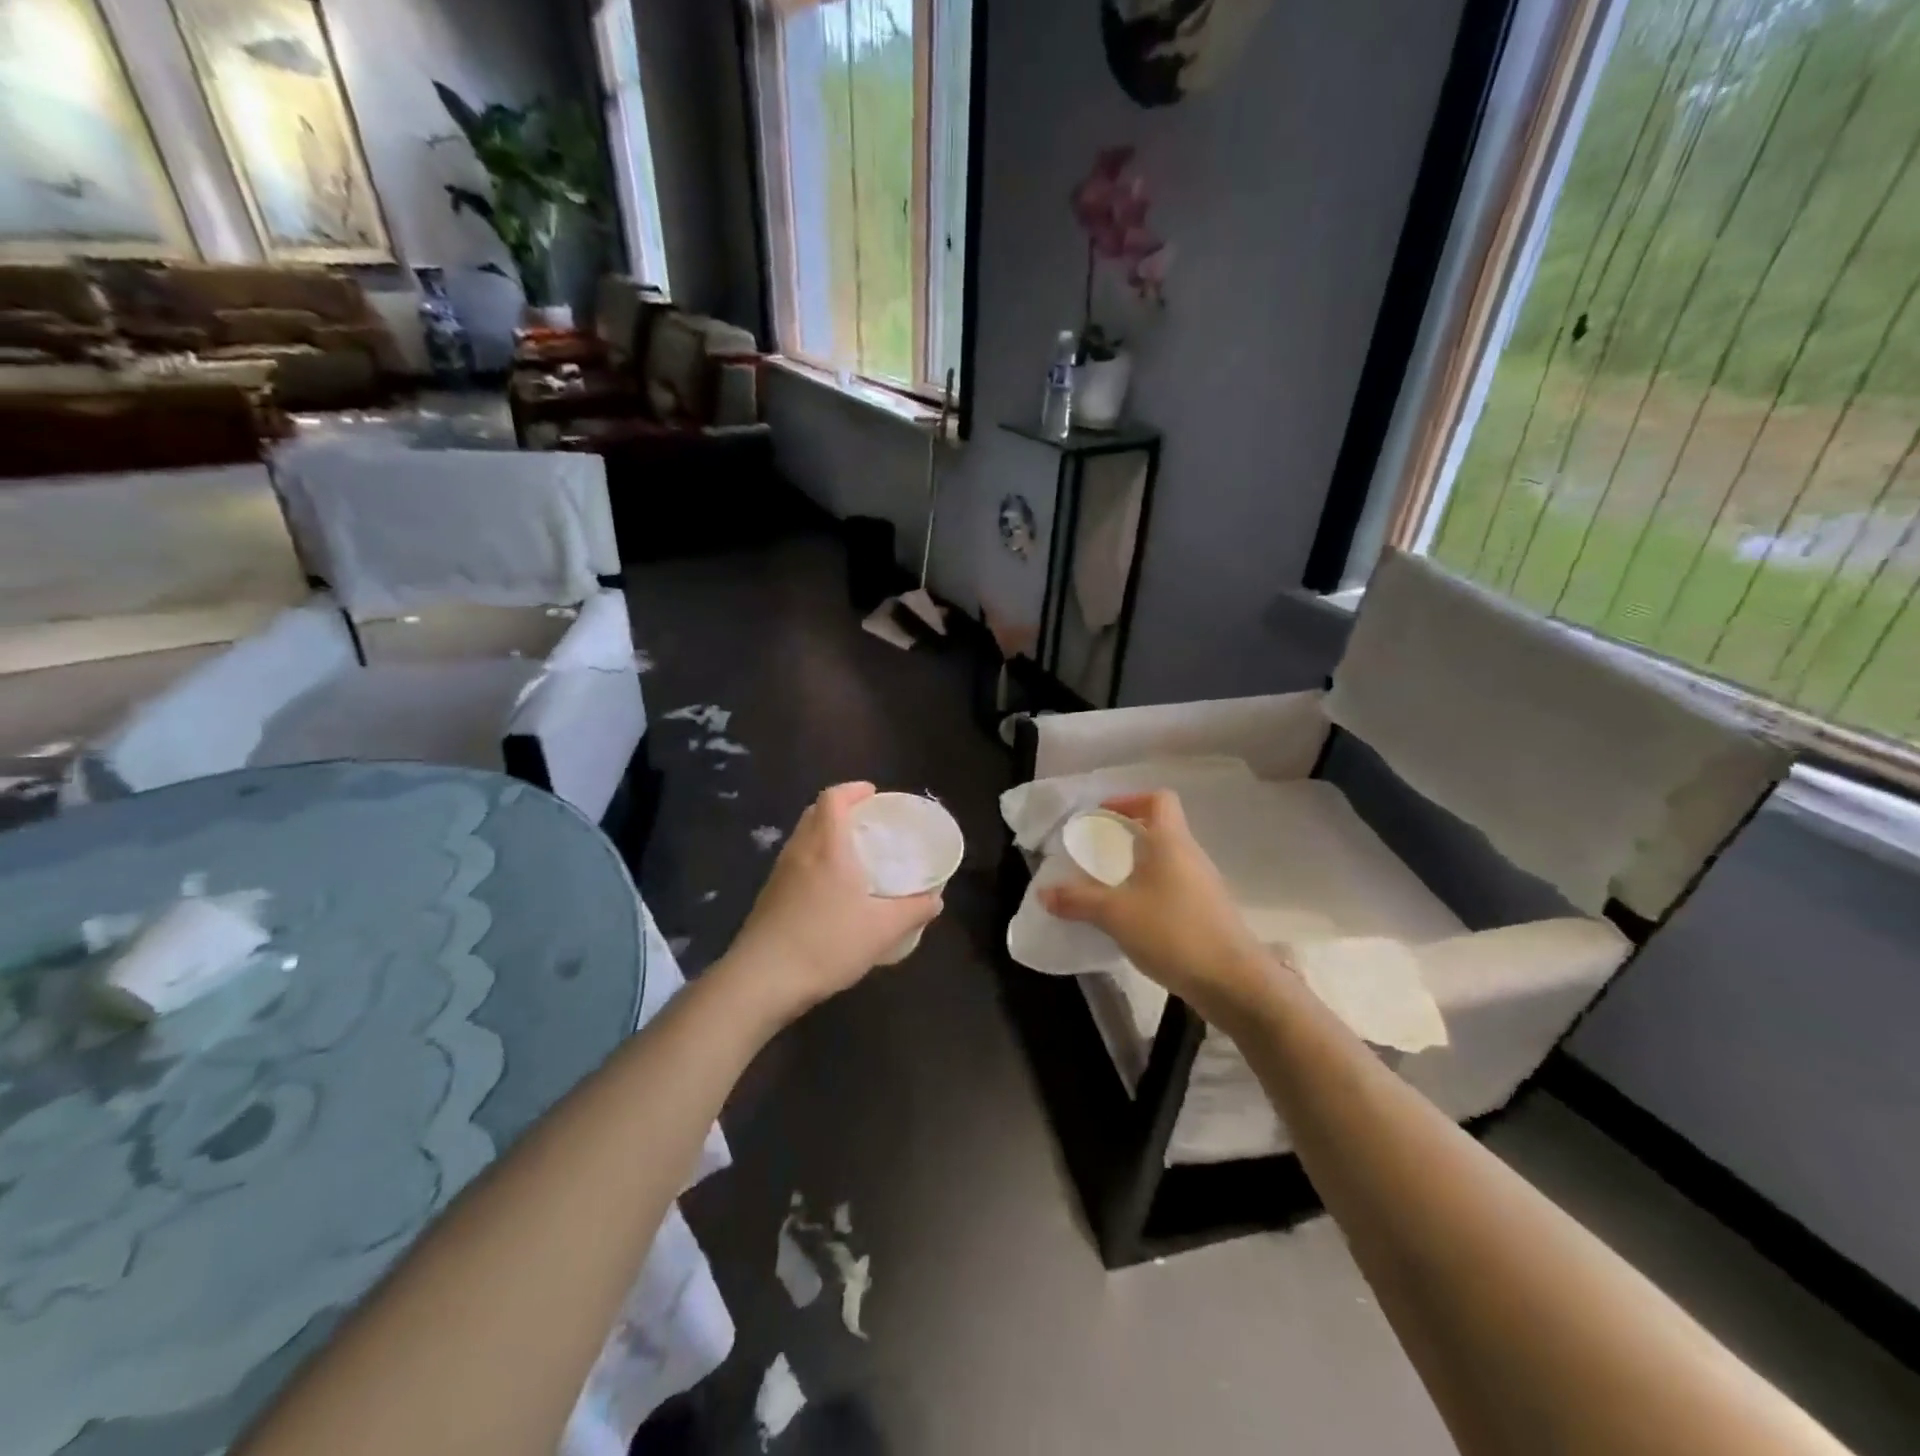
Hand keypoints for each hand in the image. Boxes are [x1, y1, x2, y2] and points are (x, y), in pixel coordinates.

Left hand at [723, 783, 942, 1021]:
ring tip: (850, 855)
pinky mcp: (768, 897)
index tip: (873, 794)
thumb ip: (913, 911)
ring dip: (824, 835)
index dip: (852, 790)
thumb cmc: (827, 943)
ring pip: (802, 838)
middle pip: (814, 813)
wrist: (762, 979)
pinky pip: (794, 863)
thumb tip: (935, 899)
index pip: (832, 798)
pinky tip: (828, 890)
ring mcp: (779, 874)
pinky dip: (813, 860)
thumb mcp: (883, 930)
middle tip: (866, 822)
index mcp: (827, 847)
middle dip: (840, 809)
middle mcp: (800, 851)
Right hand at [1040, 791, 1274, 1025]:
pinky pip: (1173, 887)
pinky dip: (1149, 892)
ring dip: (1137, 867)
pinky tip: (1131, 918)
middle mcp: (1190, 855)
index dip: (1129, 800)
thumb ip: (1077, 900)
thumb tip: (1044, 893)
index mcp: (1170, 842)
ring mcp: (1203, 885)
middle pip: (1159, 829)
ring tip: (1107, 888)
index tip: (1102, 817)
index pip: (1158, 799)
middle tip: (1094, 855)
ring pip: (1166, 861)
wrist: (1234, 982)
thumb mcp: (1115, 914)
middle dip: (1125, 837)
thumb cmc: (1173, 932)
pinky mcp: (1207, 912)